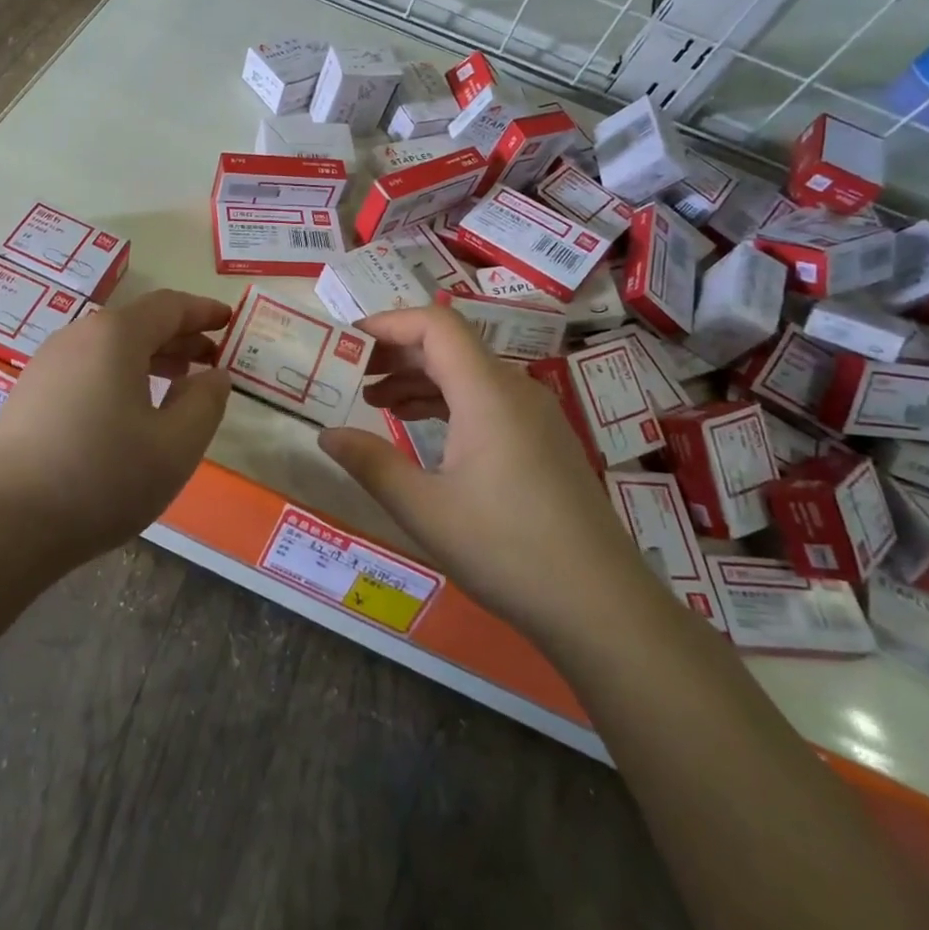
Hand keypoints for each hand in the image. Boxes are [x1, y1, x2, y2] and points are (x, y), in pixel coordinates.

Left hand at [0, 289, 233, 564]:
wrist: (0, 525)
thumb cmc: (100, 478)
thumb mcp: (174, 446)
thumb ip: (205, 403)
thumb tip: (214, 376)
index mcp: (115, 336)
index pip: (169, 306)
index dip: (203, 311)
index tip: (229, 320)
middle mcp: (77, 337)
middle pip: (137, 324)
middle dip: (179, 338)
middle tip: (211, 359)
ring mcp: (45, 365)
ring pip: (109, 348)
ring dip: (149, 359)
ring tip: (177, 384)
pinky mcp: (27, 396)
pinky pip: (86, 370)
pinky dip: (119, 377)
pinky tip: (129, 413)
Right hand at [317, 306, 645, 635]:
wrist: (602, 607)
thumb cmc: (508, 551)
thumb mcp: (425, 510)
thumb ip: (371, 464)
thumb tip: (326, 435)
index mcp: (488, 393)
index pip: (436, 325)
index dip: (389, 322)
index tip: (348, 340)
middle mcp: (515, 390)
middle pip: (450, 346)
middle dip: (396, 353)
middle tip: (351, 373)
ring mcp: (534, 414)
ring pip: (467, 374)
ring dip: (419, 379)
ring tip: (373, 402)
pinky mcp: (543, 440)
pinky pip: (486, 400)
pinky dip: (446, 402)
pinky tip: (418, 428)